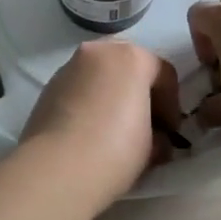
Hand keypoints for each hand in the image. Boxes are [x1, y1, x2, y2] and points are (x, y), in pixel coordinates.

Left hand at [19, 39, 181, 204]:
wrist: (57, 168)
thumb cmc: (115, 150)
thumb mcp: (153, 146)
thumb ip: (158, 133)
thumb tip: (155, 139)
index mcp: (131, 57)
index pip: (164, 73)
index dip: (172, 105)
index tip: (170, 133)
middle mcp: (99, 51)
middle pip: (129, 65)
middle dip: (140, 92)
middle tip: (145, 126)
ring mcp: (69, 66)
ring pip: (100, 74)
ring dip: (112, 96)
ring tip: (114, 130)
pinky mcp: (48, 86)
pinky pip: (79, 88)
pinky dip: (88, 102)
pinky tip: (89, 132)